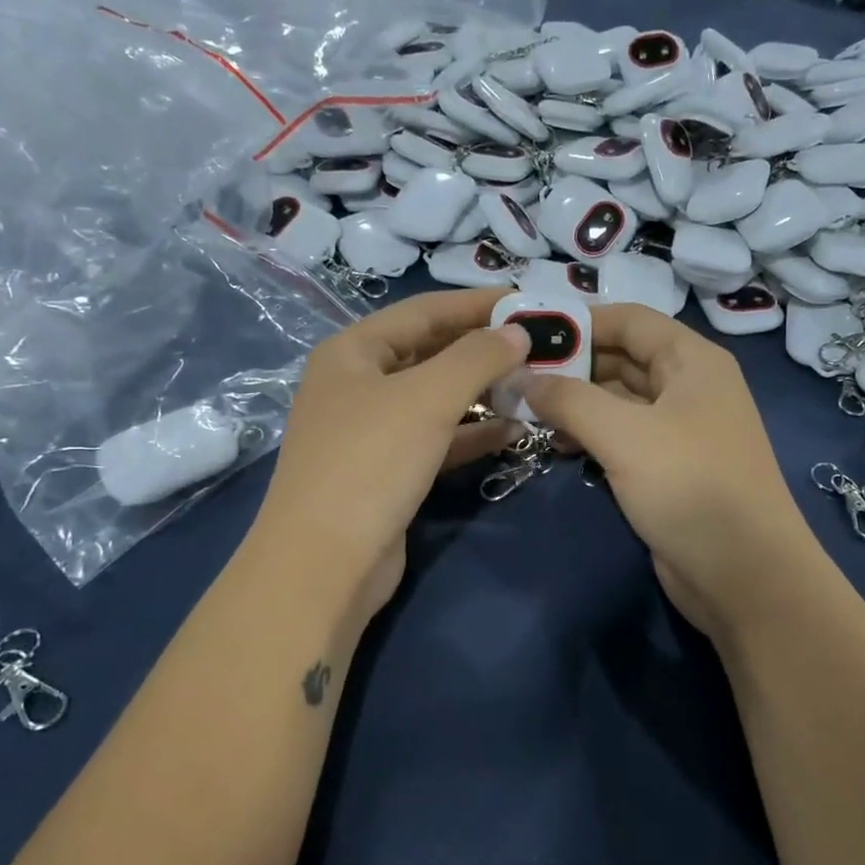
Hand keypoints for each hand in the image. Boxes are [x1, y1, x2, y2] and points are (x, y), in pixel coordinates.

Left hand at [255, 288, 529, 628]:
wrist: (325, 563)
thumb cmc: (371, 462)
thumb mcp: (427, 398)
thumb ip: (477, 358)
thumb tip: (518, 333)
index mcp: (352, 352)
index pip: (423, 311)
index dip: (475, 303)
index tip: (526, 301)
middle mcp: (358, 385)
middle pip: (430, 353)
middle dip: (483, 351)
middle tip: (539, 347)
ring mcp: (371, 432)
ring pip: (436, 399)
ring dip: (483, 393)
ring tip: (535, 386)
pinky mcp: (388, 472)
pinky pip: (437, 439)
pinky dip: (472, 434)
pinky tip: (513, 430)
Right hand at [521, 303, 820, 642]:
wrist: (744, 575)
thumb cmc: (690, 487)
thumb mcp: (625, 435)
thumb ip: (569, 400)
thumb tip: (522, 378)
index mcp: (692, 362)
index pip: (630, 319)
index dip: (580, 321)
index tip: (528, 332)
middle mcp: (688, 388)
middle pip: (622, 358)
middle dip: (572, 366)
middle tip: (515, 375)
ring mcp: (679, 431)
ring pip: (618, 401)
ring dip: (576, 403)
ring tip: (525, 410)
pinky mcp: (667, 469)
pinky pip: (622, 437)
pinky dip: (589, 435)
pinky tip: (555, 444)